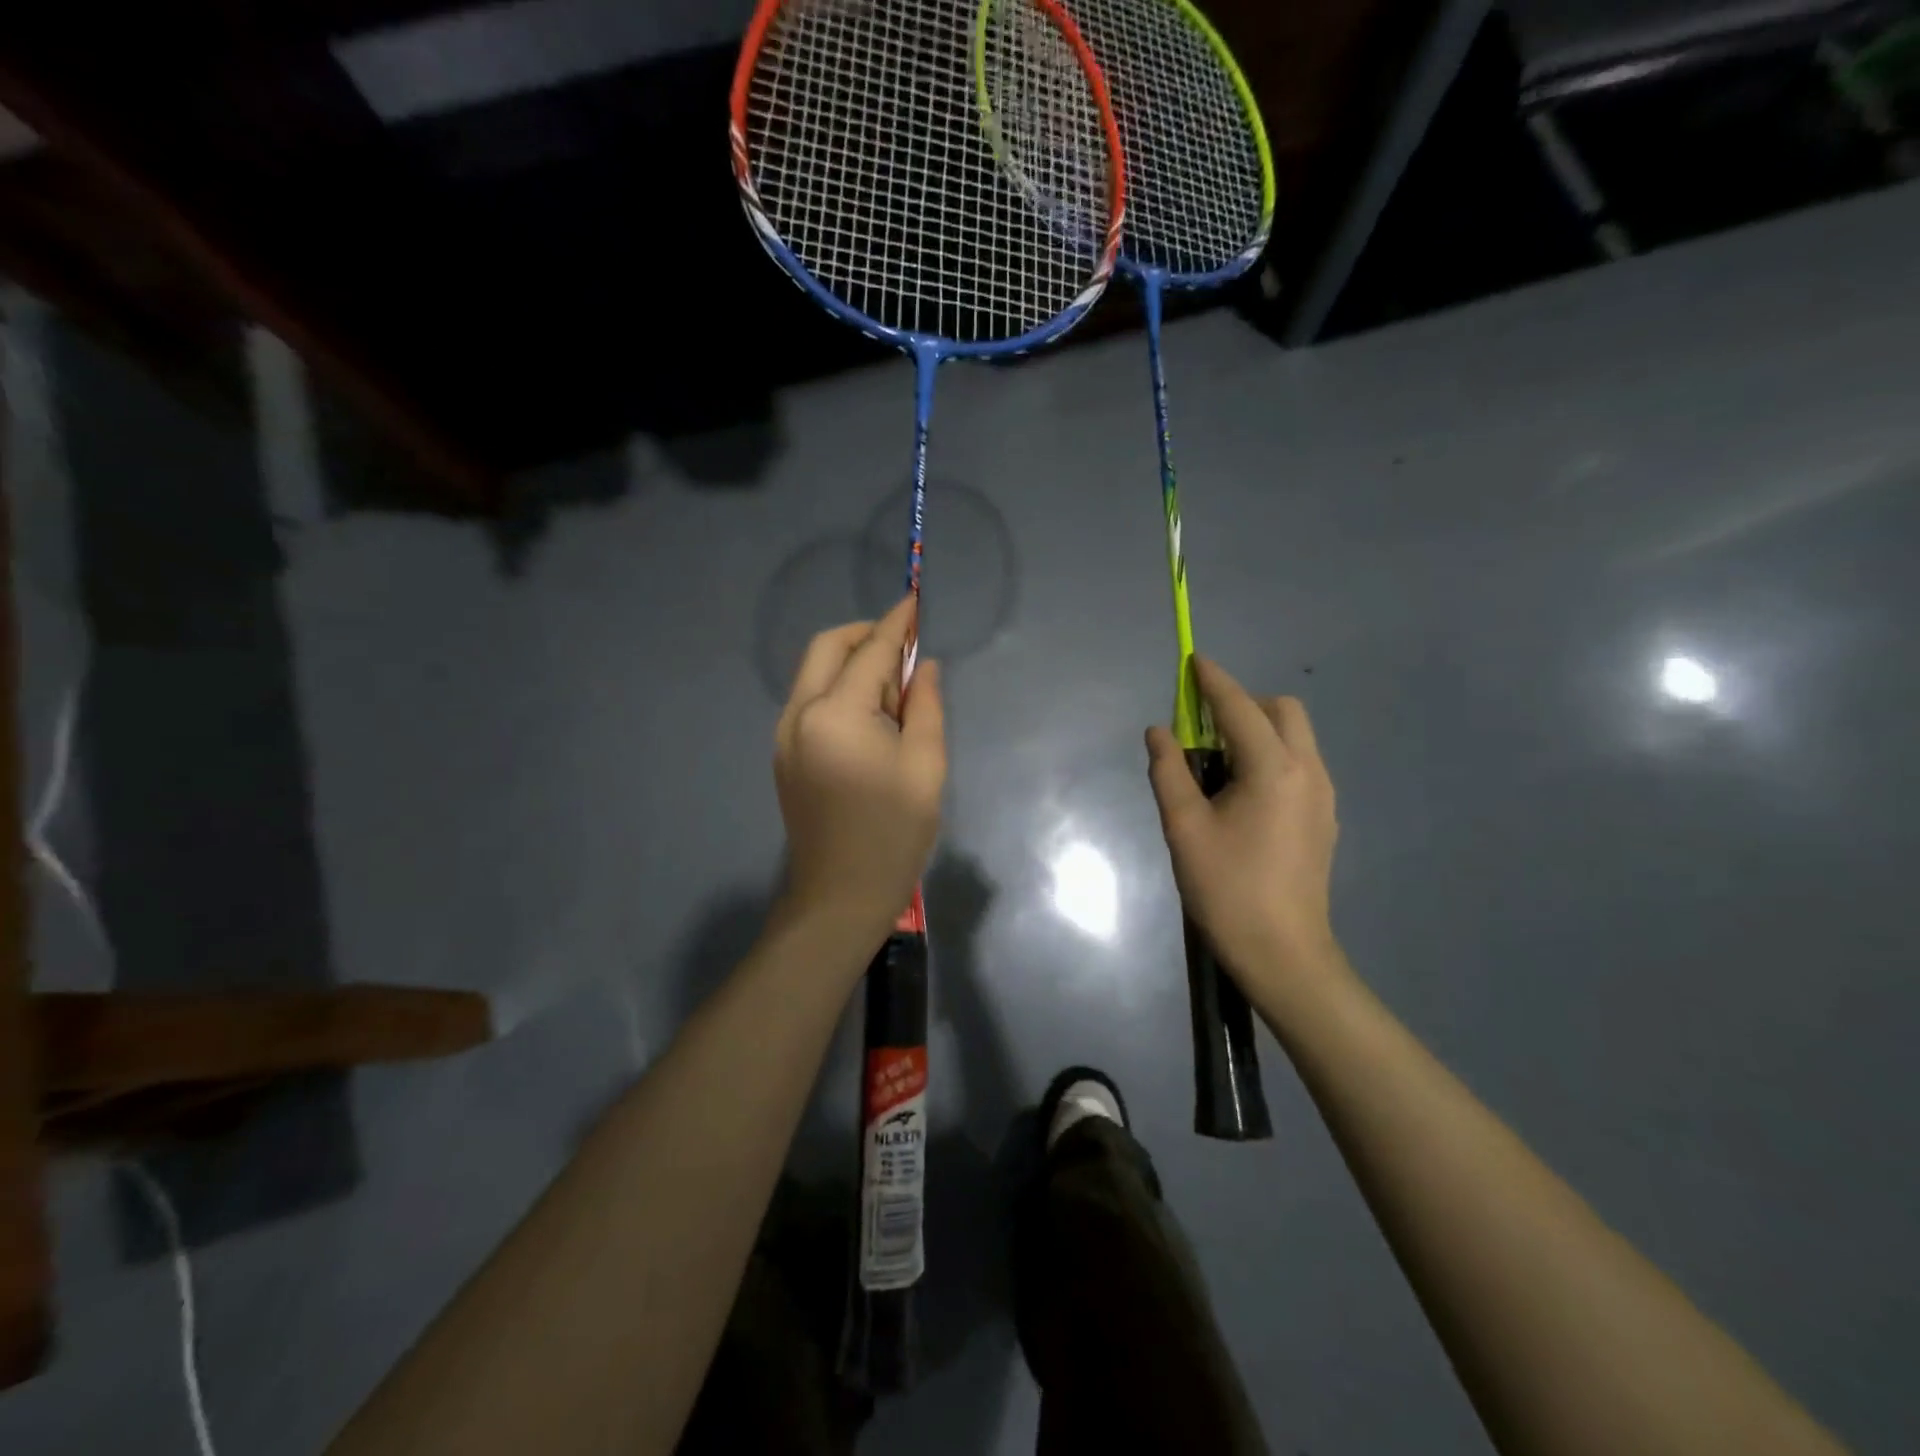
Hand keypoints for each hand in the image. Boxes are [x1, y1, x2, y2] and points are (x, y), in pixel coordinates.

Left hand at [774, 596, 945, 942]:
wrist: (841, 894)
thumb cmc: (894, 832)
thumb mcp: (926, 766)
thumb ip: (925, 706)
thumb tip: (922, 667)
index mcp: (836, 714)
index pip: (870, 652)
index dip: (897, 624)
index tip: (915, 600)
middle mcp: (799, 714)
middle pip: (826, 648)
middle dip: (865, 635)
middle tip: (904, 646)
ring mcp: (784, 734)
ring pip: (813, 672)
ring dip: (850, 662)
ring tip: (892, 685)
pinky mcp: (784, 753)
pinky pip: (809, 700)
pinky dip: (837, 688)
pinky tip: (869, 711)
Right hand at [1146, 658, 1341, 1001]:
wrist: (1283, 952)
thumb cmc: (1226, 888)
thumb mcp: (1183, 828)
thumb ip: (1168, 771)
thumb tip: (1158, 732)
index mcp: (1272, 769)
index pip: (1239, 707)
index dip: (1213, 681)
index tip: (1193, 661)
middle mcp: (1307, 771)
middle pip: (1282, 710)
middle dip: (1243, 703)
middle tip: (1203, 729)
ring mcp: (1323, 795)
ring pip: (1296, 736)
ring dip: (1258, 730)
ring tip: (1219, 764)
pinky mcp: (1325, 817)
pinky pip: (1300, 763)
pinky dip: (1272, 755)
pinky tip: (1244, 793)